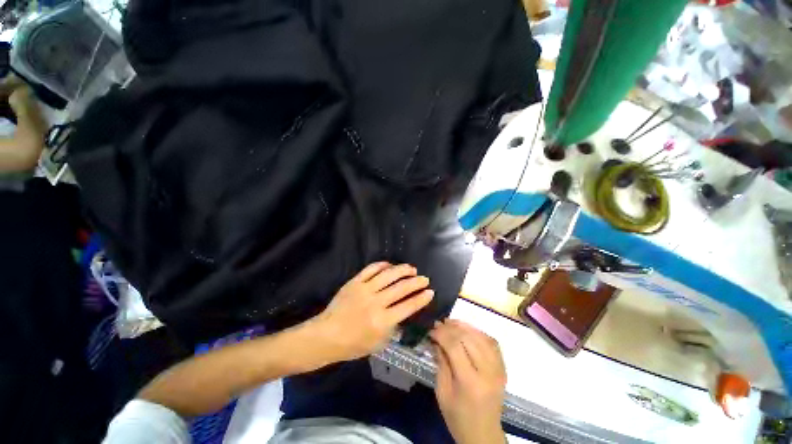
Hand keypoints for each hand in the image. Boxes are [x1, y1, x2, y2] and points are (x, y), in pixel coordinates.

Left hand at [310, 262, 433, 362]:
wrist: (327, 335)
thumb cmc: (353, 344)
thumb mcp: (379, 343)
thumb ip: (393, 326)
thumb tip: (403, 310)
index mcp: (382, 321)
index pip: (408, 306)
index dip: (422, 298)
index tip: (430, 291)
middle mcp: (376, 302)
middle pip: (401, 288)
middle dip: (416, 282)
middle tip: (424, 278)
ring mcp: (364, 289)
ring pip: (388, 275)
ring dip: (402, 270)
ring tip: (411, 269)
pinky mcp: (355, 282)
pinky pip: (371, 269)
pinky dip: (383, 265)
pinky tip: (390, 265)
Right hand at [431, 320, 506, 443]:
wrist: (484, 434)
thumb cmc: (458, 417)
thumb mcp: (442, 392)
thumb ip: (441, 362)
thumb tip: (436, 338)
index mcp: (470, 382)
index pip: (455, 346)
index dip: (441, 333)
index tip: (431, 329)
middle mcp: (488, 372)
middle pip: (468, 338)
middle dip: (451, 327)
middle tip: (439, 324)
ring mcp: (499, 369)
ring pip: (481, 336)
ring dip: (464, 326)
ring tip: (451, 323)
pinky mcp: (503, 367)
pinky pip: (491, 342)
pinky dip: (478, 332)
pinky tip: (467, 330)